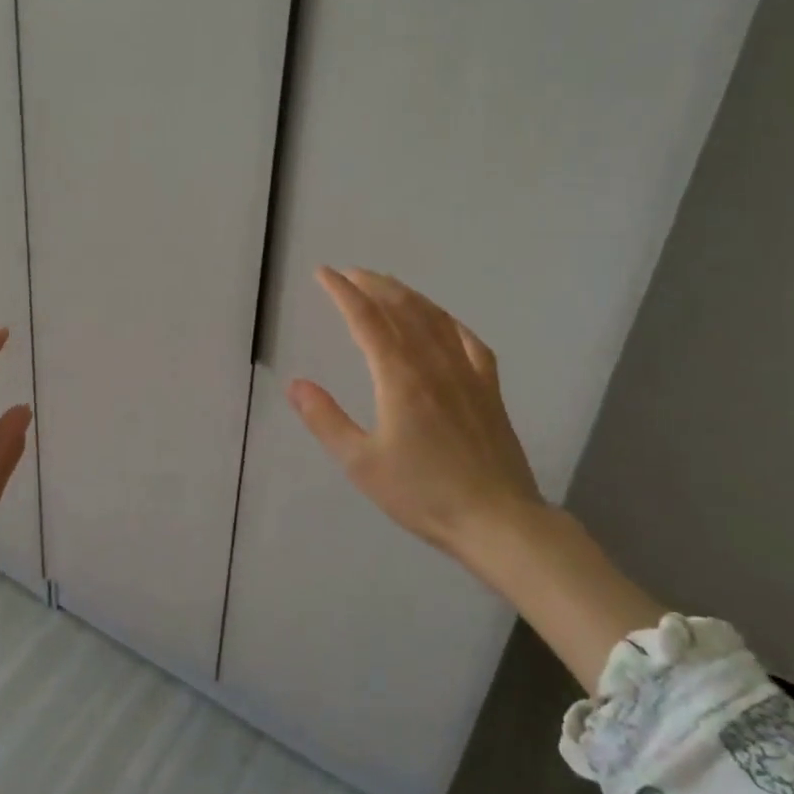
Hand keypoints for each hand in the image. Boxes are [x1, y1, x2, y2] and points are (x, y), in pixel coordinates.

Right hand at [287, 268, 547, 570]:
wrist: (497, 521)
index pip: (365, 319)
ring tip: (387, 284)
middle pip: (401, 309)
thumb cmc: (423, 494)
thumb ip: (326, 420)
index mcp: (399, 377)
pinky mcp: (489, 389)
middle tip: (350, 273)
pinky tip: (443, 320)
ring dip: (407, 295)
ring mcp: (467, 374)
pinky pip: (468, 341)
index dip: (342, 292)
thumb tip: (295, 383)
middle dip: (373, 285)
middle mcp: (433, 364)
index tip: (324, 273)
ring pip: (434, 318)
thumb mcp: (361, 464)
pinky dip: (449, 322)